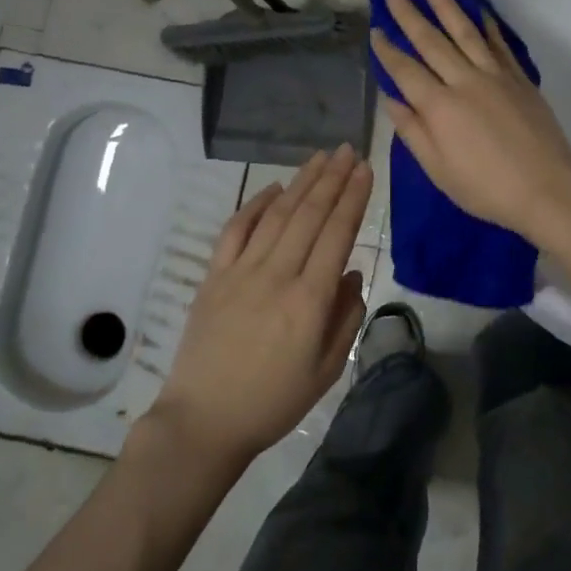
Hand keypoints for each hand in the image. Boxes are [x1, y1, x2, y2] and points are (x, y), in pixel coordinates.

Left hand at [151, 147, 371, 463]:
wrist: (204, 421)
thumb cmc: (274, 402)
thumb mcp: (327, 370)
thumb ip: (346, 318)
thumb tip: (351, 273)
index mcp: (309, 299)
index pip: (337, 233)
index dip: (353, 198)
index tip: (365, 169)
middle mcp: (277, 275)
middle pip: (309, 215)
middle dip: (332, 178)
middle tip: (348, 150)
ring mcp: (241, 272)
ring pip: (276, 215)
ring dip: (301, 183)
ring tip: (320, 158)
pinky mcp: (214, 277)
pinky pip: (235, 230)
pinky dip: (255, 205)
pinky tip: (273, 188)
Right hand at [370, 0, 570, 240]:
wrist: (547, 187)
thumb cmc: (487, 188)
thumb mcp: (439, 170)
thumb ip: (413, 132)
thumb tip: (391, 100)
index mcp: (439, 107)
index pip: (405, 71)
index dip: (388, 50)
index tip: (375, 30)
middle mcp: (464, 81)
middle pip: (431, 41)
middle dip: (408, 14)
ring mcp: (495, 75)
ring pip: (464, 31)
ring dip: (445, 4)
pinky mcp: (519, 78)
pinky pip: (497, 43)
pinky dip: (485, 24)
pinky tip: (476, 9)